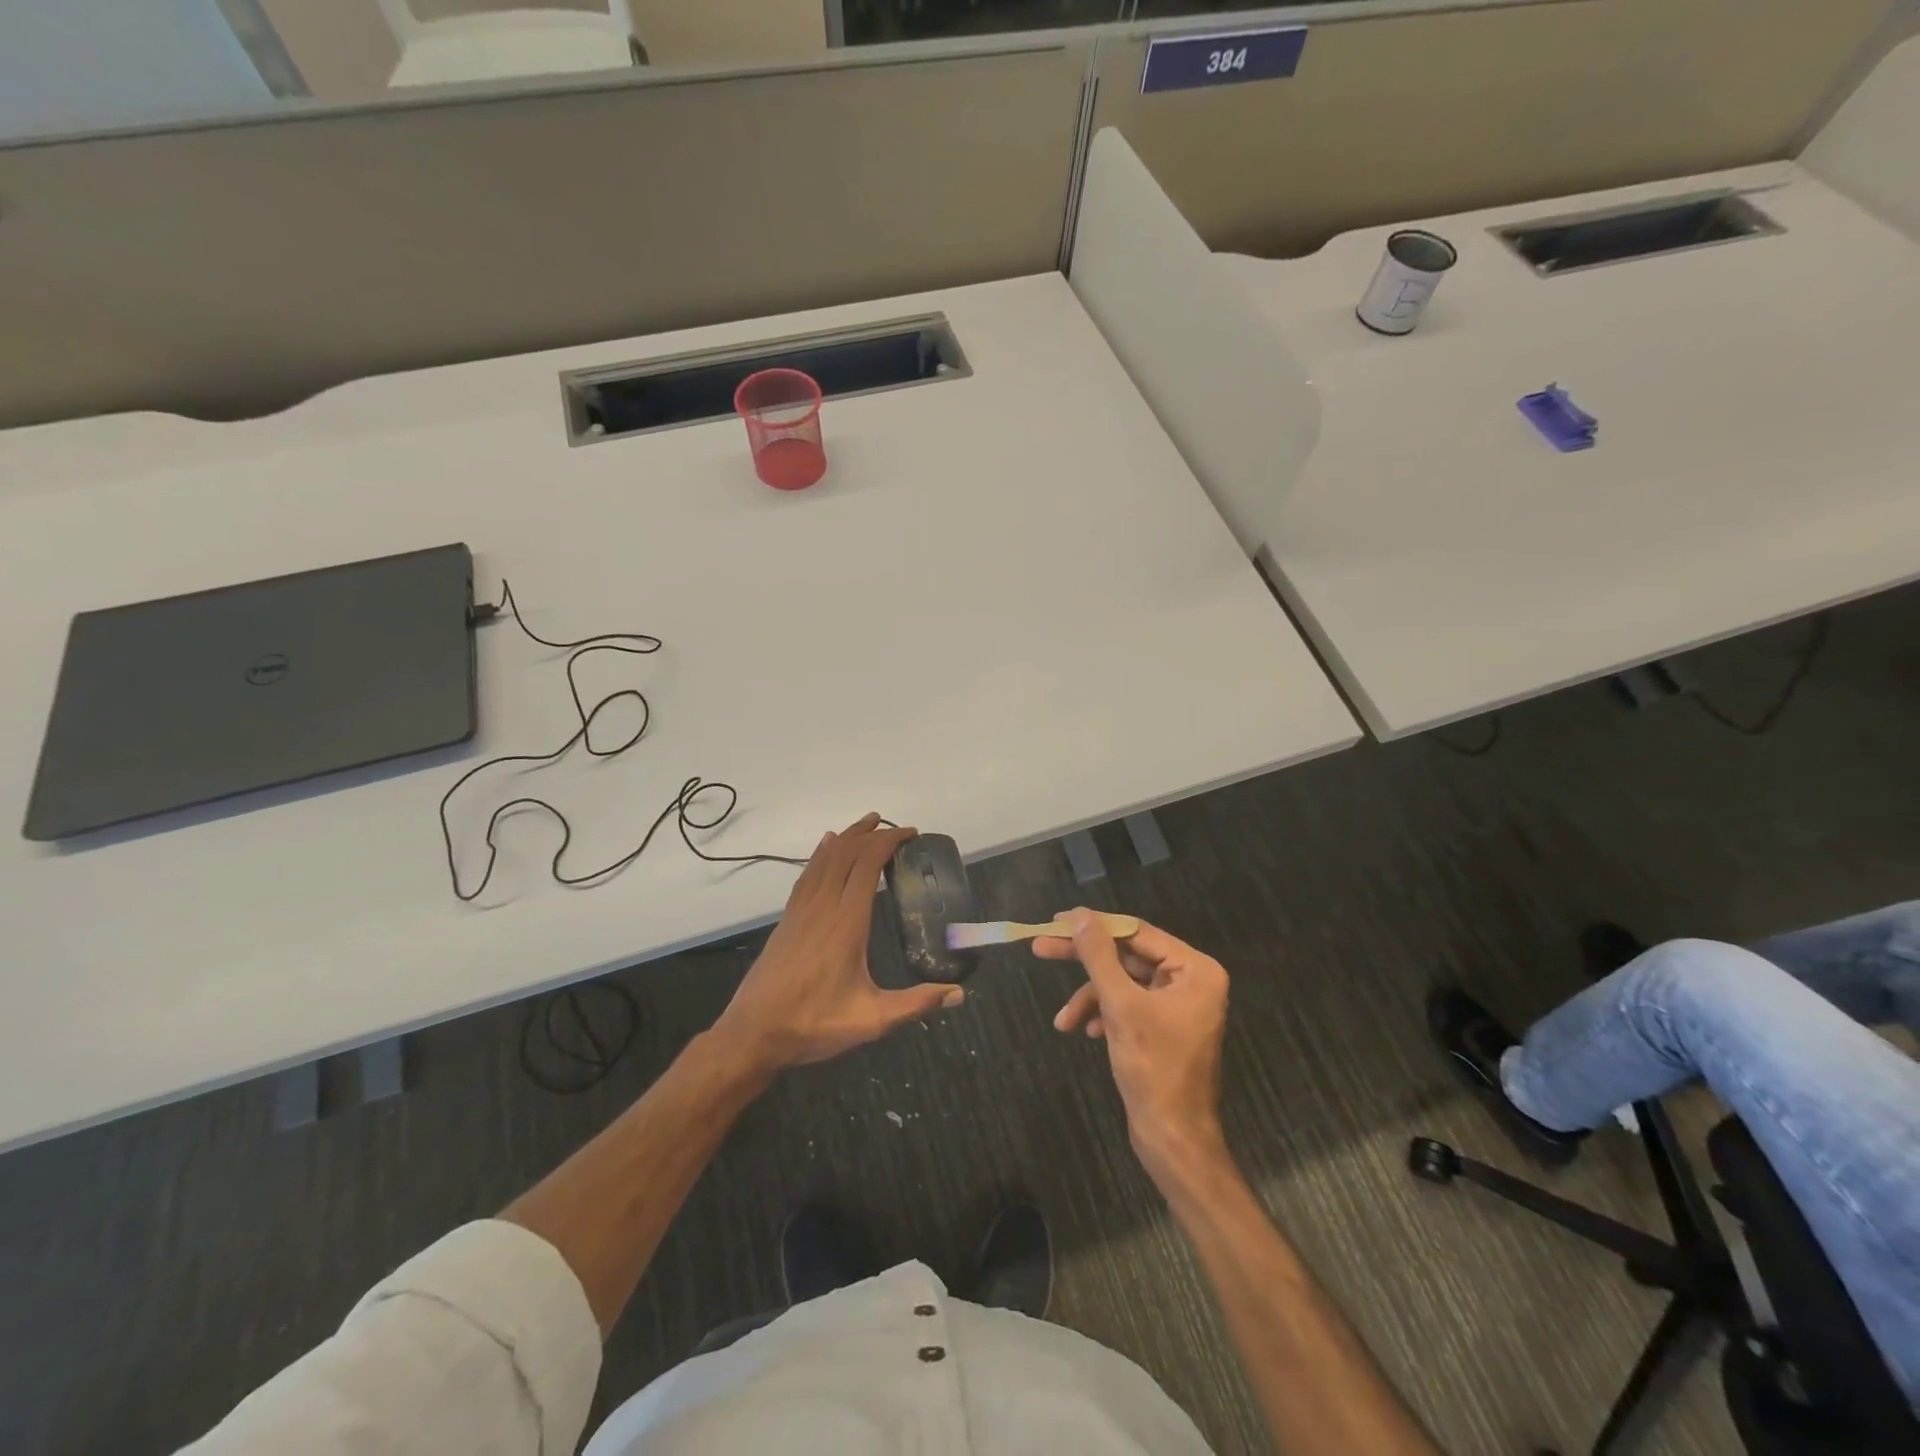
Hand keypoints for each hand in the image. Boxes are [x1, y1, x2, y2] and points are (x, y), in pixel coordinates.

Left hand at [713, 814, 963, 1072]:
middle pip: (846, 853)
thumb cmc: (814, 1024)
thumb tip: (958, 994)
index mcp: (846, 922)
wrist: (753, 1033)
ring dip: (847, 837)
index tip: (910, 834)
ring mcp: (801, 910)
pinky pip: (807, 873)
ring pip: (824, 859)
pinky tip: (825, 847)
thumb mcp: (872, 1019)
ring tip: (867, 824)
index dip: (889, 842)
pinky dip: (821, 853)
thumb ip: (916, 1003)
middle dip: (871, 833)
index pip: (867, 865)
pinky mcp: (788, 919)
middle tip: (896, 827)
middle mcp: (823, 906)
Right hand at [1034, 910, 1229, 1175]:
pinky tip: (1086, 1031)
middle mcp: (1191, 980)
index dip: (1094, 925)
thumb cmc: (1153, 1068)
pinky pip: (1128, 1005)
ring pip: (1123, 983)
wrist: (1173, 1139)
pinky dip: (1104, 1014)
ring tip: (1064, 1020)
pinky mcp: (1165, 1026)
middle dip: (1086, 962)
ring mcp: (1178, 1004)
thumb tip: (1079, 916)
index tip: (1056, 921)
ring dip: (1091, 998)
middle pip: (1127, 956)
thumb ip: (1099, 957)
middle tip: (1041, 948)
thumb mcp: (1120, 1006)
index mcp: (1195, 969)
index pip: (1136, 933)